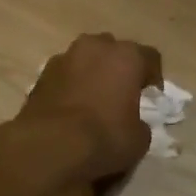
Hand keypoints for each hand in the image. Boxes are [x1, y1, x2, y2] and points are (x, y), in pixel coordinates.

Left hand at [19, 33, 162, 182]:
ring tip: (94, 99)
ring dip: (92, 73)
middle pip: (113, 50)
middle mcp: (95, 47)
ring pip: (85, 59)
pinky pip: (64, 75)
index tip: (153, 95)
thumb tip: (133, 123)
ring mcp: (64, 58)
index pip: (149, 57)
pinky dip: (70, 86)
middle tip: (122, 92)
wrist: (49, 147)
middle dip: (119, 68)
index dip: (154, 76)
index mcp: (126, 57)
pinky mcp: (40, 75)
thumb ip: (140, 123)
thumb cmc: (104, 138)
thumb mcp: (139, 139)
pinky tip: (72, 108)